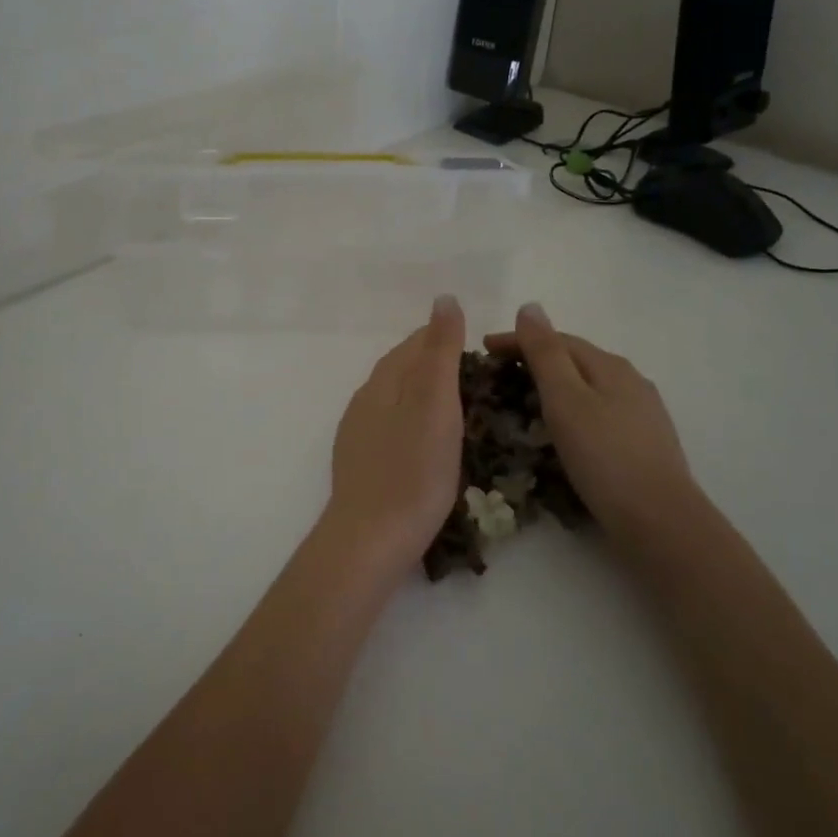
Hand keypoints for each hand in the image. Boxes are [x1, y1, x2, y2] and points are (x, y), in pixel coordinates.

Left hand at [320, 295, 465, 582]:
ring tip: (458, 411)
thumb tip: (444, 299)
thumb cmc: (413, 469)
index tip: (480, 351)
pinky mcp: (359, 462)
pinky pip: (389, 427)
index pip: (415, 343)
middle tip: (476, 381)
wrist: (371, 537)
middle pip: (402, 368)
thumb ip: (439, 351)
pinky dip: (412, 423)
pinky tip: (425, 443)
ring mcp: (357, 432)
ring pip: (394, 399)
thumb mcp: (435, 403)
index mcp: (384, 380)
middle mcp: (364, 399)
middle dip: (435, 366)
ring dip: (423, 395)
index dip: (446, 340)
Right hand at [484, 303, 697, 542]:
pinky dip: (572, 411)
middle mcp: (631, 381)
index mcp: (610, 366)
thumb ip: (545, 353)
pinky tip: (565, 430)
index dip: (518, 340)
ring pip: (589, 387)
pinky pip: (598, 412)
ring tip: (525, 401)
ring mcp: (642, 412)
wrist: (660, 520)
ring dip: (555, 387)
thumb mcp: (565, 400)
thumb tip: (530, 306)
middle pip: (576, 360)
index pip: (557, 339)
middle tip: (498, 375)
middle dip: (536, 361)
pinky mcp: (644, 442)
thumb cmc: (604, 457)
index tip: (483, 349)